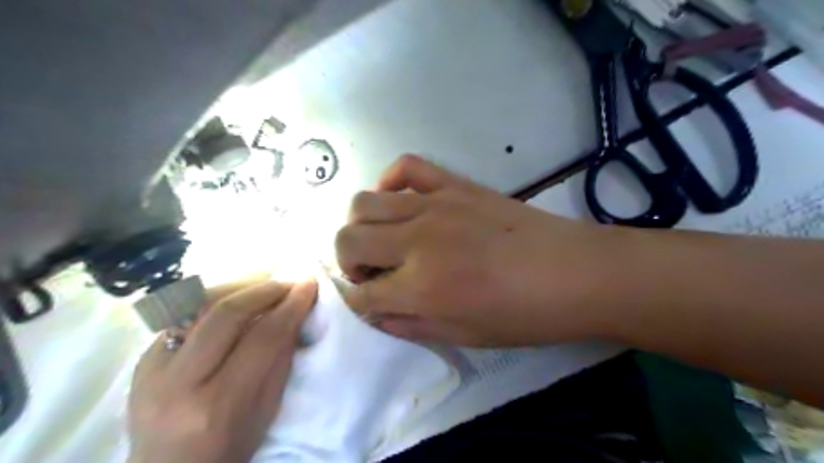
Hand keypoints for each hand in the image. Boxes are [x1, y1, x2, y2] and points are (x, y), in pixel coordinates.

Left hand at [127, 279, 315, 462]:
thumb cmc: (229, 447)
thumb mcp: (266, 410)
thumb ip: (280, 360)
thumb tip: (295, 313)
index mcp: (218, 406)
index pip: (263, 339)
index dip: (291, 307)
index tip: (309, 286)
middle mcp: (179, 383)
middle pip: (226, 315)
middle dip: (265, 290)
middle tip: (289, 283)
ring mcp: (151, 369)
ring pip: (199, 306)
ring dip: (240, 289)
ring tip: (265, 287)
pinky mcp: (141, 359)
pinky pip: (184, 316)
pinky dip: (217, 302)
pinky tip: (236, 301)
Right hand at [337, 155, 617, 345]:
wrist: (574, 273)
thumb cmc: (523, 315)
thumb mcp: (463, 336)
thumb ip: (410, 324)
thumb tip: (376, 312)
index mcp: (421, 288)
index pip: (360, 294)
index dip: (356, 301)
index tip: (366, 302)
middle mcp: (417, 241)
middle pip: (348, 240)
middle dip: (347, 262)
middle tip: (371, 274)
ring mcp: (435, 205)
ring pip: (364, 203)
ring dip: (359, 227)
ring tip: (382, 241)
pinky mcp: (455, 184)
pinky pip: (407, 167)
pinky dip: (389, 182)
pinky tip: (399, 202)